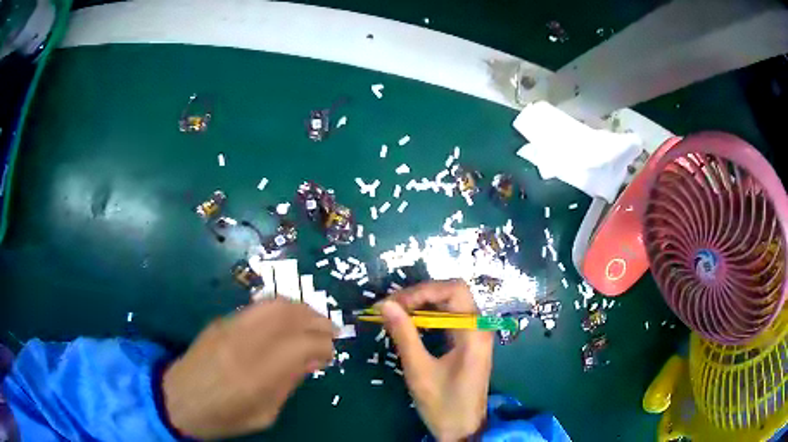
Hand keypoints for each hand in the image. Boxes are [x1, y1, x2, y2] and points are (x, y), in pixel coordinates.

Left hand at [162, 299, 334, 439]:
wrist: (178, 398)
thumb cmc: (223, 416)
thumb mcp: (263, 415)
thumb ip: (288, 384)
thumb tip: (311, 361)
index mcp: (257, 374)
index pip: (301, 345)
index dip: (323, 346)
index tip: (329, 355)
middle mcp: (245, 343)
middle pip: (290, 316)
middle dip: (317, 320)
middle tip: (330, 331)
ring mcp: (230, 327)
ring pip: (274, 304)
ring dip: (300, 309)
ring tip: (312, 320)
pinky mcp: (221, 321)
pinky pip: (257, 307)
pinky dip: (280, 309)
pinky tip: (286, 320)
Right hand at [379, 280, 492, 440]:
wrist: (462, 428)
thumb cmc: (443, 403)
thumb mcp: (419, 370)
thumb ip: (404, 335)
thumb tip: (385, 304)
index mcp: (474, 332)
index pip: (454, 290)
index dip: (423, 290)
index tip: (394, 303)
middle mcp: (479, 327)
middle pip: (453, 293)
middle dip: (420, 295)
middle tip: (391, 307)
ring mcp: (475, 334)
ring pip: (450, 304)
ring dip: (423, 304)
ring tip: (396, 313)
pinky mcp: (468, 342)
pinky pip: (449, 318)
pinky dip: (429, 316)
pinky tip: (411, 324)